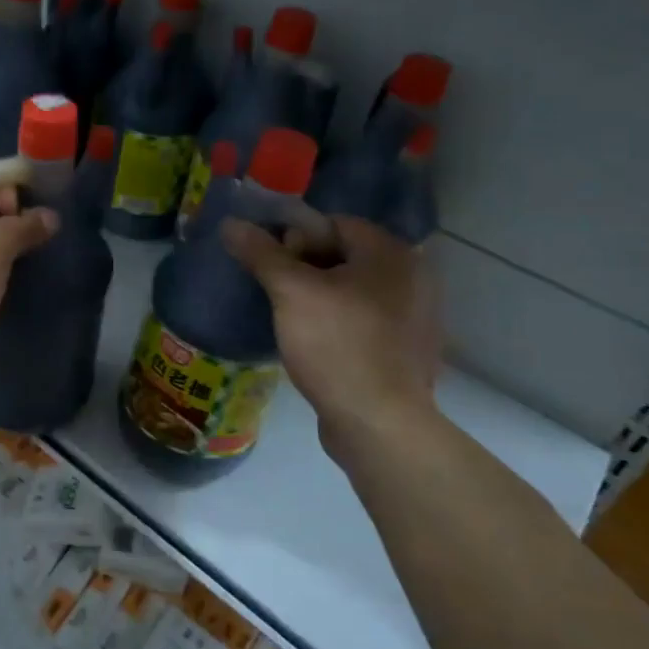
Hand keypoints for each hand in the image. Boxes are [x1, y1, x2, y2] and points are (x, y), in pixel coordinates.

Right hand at [221, 214, 440, 459]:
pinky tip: (317, 344)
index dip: (296, 238)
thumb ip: (261, 253)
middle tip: (277, 291)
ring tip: (291, 318)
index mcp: (391, 253)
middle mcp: (413, 276)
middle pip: (345, 255)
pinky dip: (340, 322)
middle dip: (305, 267)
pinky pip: (365, 319)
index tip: (272, 265)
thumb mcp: (290, 293)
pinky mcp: (408, 349)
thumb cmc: (337, 346)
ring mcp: (416, 316)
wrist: (380, 424)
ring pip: (353, 289)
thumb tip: (231, 223)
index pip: (334, 223)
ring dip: (321, 295)